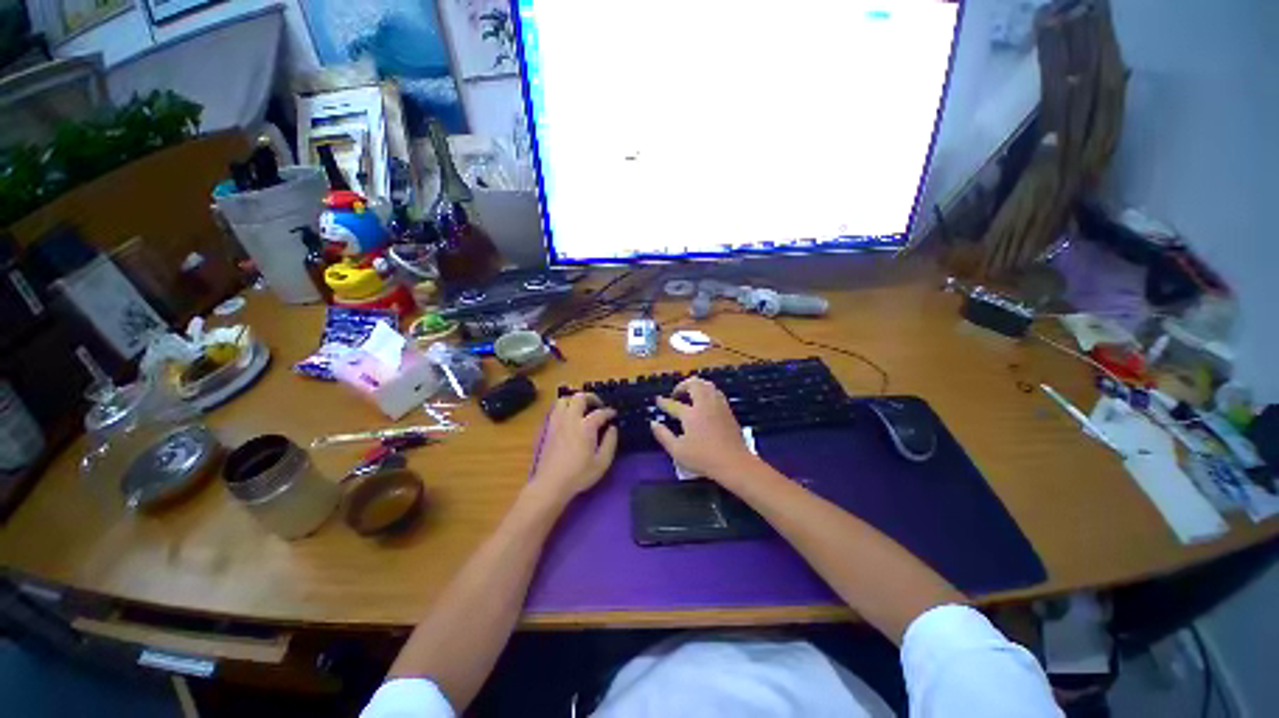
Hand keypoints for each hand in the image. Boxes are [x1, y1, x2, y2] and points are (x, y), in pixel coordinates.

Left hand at [529, 393, 617, 502]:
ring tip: (582, 409)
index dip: (609, 412)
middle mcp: (571, 419)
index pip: (600, 412)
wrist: (551, 484)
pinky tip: (569, 418)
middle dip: (591, 398)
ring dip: (575, 400)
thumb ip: (610, 442)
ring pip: (564, 399)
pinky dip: (565, 408)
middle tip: (598, 406)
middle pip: (579, 397)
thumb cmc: (579, 475)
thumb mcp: (602, 462)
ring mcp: (557, 422)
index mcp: (586, 426)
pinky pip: (556, 409)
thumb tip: (612, 428)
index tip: (614, 414)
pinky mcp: (548, 428)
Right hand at [650, 377, 761, 486]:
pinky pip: (716, 393)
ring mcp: (718, 406)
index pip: (673, 404)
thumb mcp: (677, 451)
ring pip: (708, 385)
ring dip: (697, 385)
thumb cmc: (703, 458)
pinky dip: (708, 391)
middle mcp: (705, 405)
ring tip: (690, 394)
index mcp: (690, 414)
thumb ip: (663, 435)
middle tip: (676, 393)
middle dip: (683, 385)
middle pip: (694, 384)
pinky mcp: (728, 411)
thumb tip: (653, 423)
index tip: (658, 400)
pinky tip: (705, 402)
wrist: (734, 463)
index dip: (664, 402)